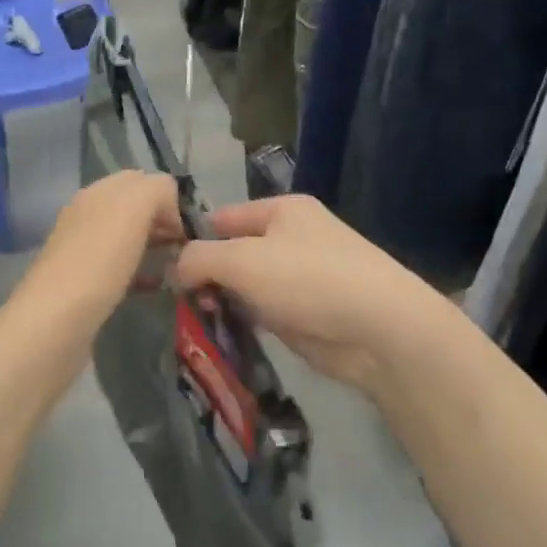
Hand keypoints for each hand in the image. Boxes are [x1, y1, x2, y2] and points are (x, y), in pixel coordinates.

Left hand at [14, 171, 183, 340]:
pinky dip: (141, 273)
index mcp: (97, 192)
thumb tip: (169, 207)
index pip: (141, 179)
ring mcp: (83, 250)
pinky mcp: (84, 284)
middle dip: (163, 222)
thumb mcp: (134, 207)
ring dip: (155, 247)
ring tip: (178, 267)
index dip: (168, 196)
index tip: (187, 226)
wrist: (55, 321)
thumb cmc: (98, 261)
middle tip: (187, 248)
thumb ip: (157, 190)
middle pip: (135, 209)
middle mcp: (88, 215)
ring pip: (129, 238)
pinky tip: (155, 287)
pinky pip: (121, 268)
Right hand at [173, 195, 459, 396]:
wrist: (380, 330)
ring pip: (247, 285)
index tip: (166, 269)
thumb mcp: (242, 260)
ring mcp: (301, 277)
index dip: (193, 239)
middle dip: (207, 275)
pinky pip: (264, 312)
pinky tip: (224, 335)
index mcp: (281, 210)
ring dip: (224, 302)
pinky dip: (245, 322)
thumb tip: (178, 269)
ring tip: (199, 321)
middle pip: (233, 252)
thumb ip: (200, 258)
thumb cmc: (308, 279)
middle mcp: (292, 238)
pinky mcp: (307, 314)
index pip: (222, 218)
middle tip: (182, 302)